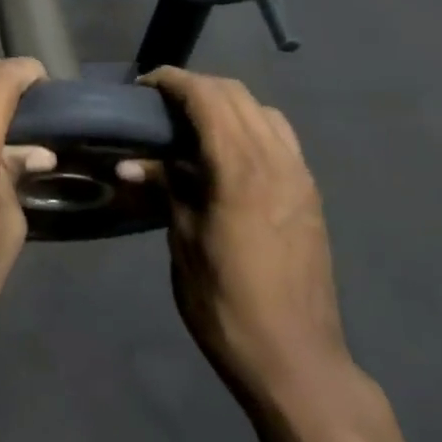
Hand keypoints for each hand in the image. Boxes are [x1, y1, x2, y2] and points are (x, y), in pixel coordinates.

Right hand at [125, 68, 351, 407]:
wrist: (297, 360)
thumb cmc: (227, 304)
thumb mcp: (183, 243)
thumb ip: (165, 189)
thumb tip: (131, 162)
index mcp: (240, 169)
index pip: (207, 97)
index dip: (173, 81)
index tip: (144, 85)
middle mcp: (276, 159)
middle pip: (236, 94)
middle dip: (196, 86)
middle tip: (161, 102)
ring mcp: (299, 174)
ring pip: (262, 110)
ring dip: (226, 102)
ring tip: (194, 121)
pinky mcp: (310, 192)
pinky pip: (280, 136)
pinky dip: (250, 124)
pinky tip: (229, 151)